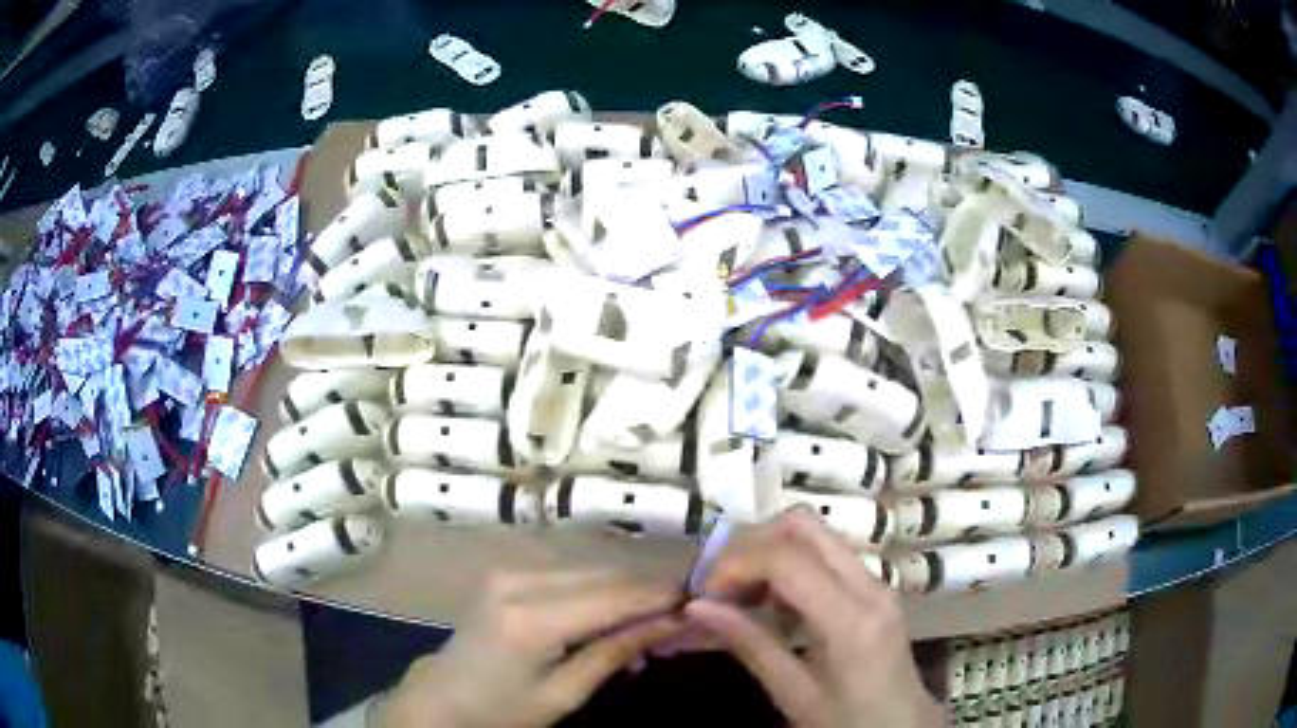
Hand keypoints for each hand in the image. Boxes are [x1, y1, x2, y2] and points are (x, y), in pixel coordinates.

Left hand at [376, 571, 684, 727]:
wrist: (443, 696)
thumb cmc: (503, 708)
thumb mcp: (564, 694)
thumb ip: (616, 652)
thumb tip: (673, 621)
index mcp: (532, 618)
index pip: (615, 596)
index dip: (662, 595)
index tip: (705, 599)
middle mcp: (521, 580)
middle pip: (605, 575)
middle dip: (650, 591)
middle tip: (687, 614)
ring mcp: (511, 570)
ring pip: (591, 570)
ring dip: (627, 591)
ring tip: (655, 622)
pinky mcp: (508, 571)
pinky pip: (570, 574)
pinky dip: (600, 591)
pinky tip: (615, 617)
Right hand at [686, 509, 942, 727]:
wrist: (902, 725)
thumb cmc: (848, 720)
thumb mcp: (795, 694)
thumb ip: (751, 645)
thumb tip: (697, 608)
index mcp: (851, 618)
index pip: (787, 559)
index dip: (736, 565)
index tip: (706, 595)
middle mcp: (869, 585)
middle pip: (804, 525)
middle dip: (752, 544)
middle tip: (721, 583)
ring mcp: (876, 581)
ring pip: (815, 534)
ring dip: (770, 552)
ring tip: (741, 595)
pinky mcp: (874, 587)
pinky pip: (826, 555)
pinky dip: (789, 565)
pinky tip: (772, 603)